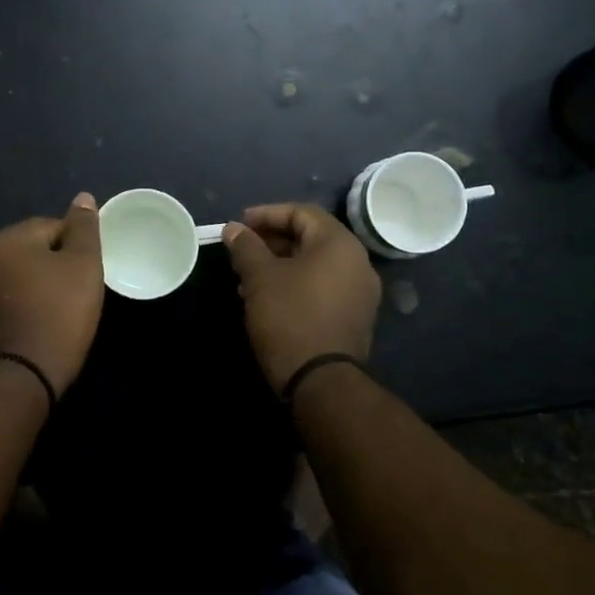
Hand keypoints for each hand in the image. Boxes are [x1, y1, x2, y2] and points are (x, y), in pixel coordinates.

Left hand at [0, 193, 105, 394]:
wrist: (25, 374)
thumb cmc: (60, 312)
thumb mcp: (84, 264)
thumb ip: (84, 227)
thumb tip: (82, 197)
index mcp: (8, 238)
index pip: (53, 226)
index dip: (77, 248)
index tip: (88, 274)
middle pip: (34, 249)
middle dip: (56, 264)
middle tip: (79, 292)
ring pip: (21, 274)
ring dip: (40, 284)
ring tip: (62, 309)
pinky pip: (11, 298)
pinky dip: (27, 304)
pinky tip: (42, 322)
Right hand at [223, 203, 379, 393]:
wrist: (321, 381)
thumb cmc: (289, 317)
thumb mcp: (260, 278)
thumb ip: (246, 247)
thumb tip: (233, 229)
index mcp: (339, 244)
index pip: (301, 213)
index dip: (267, 214)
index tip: (239, 225)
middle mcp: (358, 262)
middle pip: (311, 237)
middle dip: (272, 241)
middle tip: (242, 251)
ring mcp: (360, 292)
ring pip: (315, 264)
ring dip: (281, 264)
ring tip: (248, 278)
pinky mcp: (355, 317)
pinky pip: (323, 287)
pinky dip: (297, 284)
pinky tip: (269, 298)